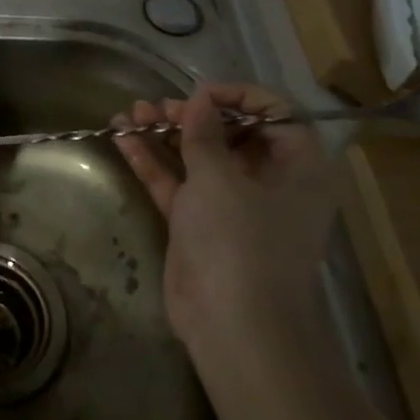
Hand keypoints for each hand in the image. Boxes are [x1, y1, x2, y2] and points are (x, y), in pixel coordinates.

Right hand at [113, 82, 333, 351]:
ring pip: (198, 158)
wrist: (233, 325)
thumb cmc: (240, 240)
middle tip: (155, 107)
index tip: (198, 94)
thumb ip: (205, 133)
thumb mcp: (220, 178)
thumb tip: (200, 100)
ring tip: (129, 114)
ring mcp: (231, 206)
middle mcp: (268, 182)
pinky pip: (176, 184)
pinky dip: (152, 162)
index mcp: (297, 167)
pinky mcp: (199, 225)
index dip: (237, 97)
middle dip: (191, 115)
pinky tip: (122, 138)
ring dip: (165, 134)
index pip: (275, 114)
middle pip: (230, 134)